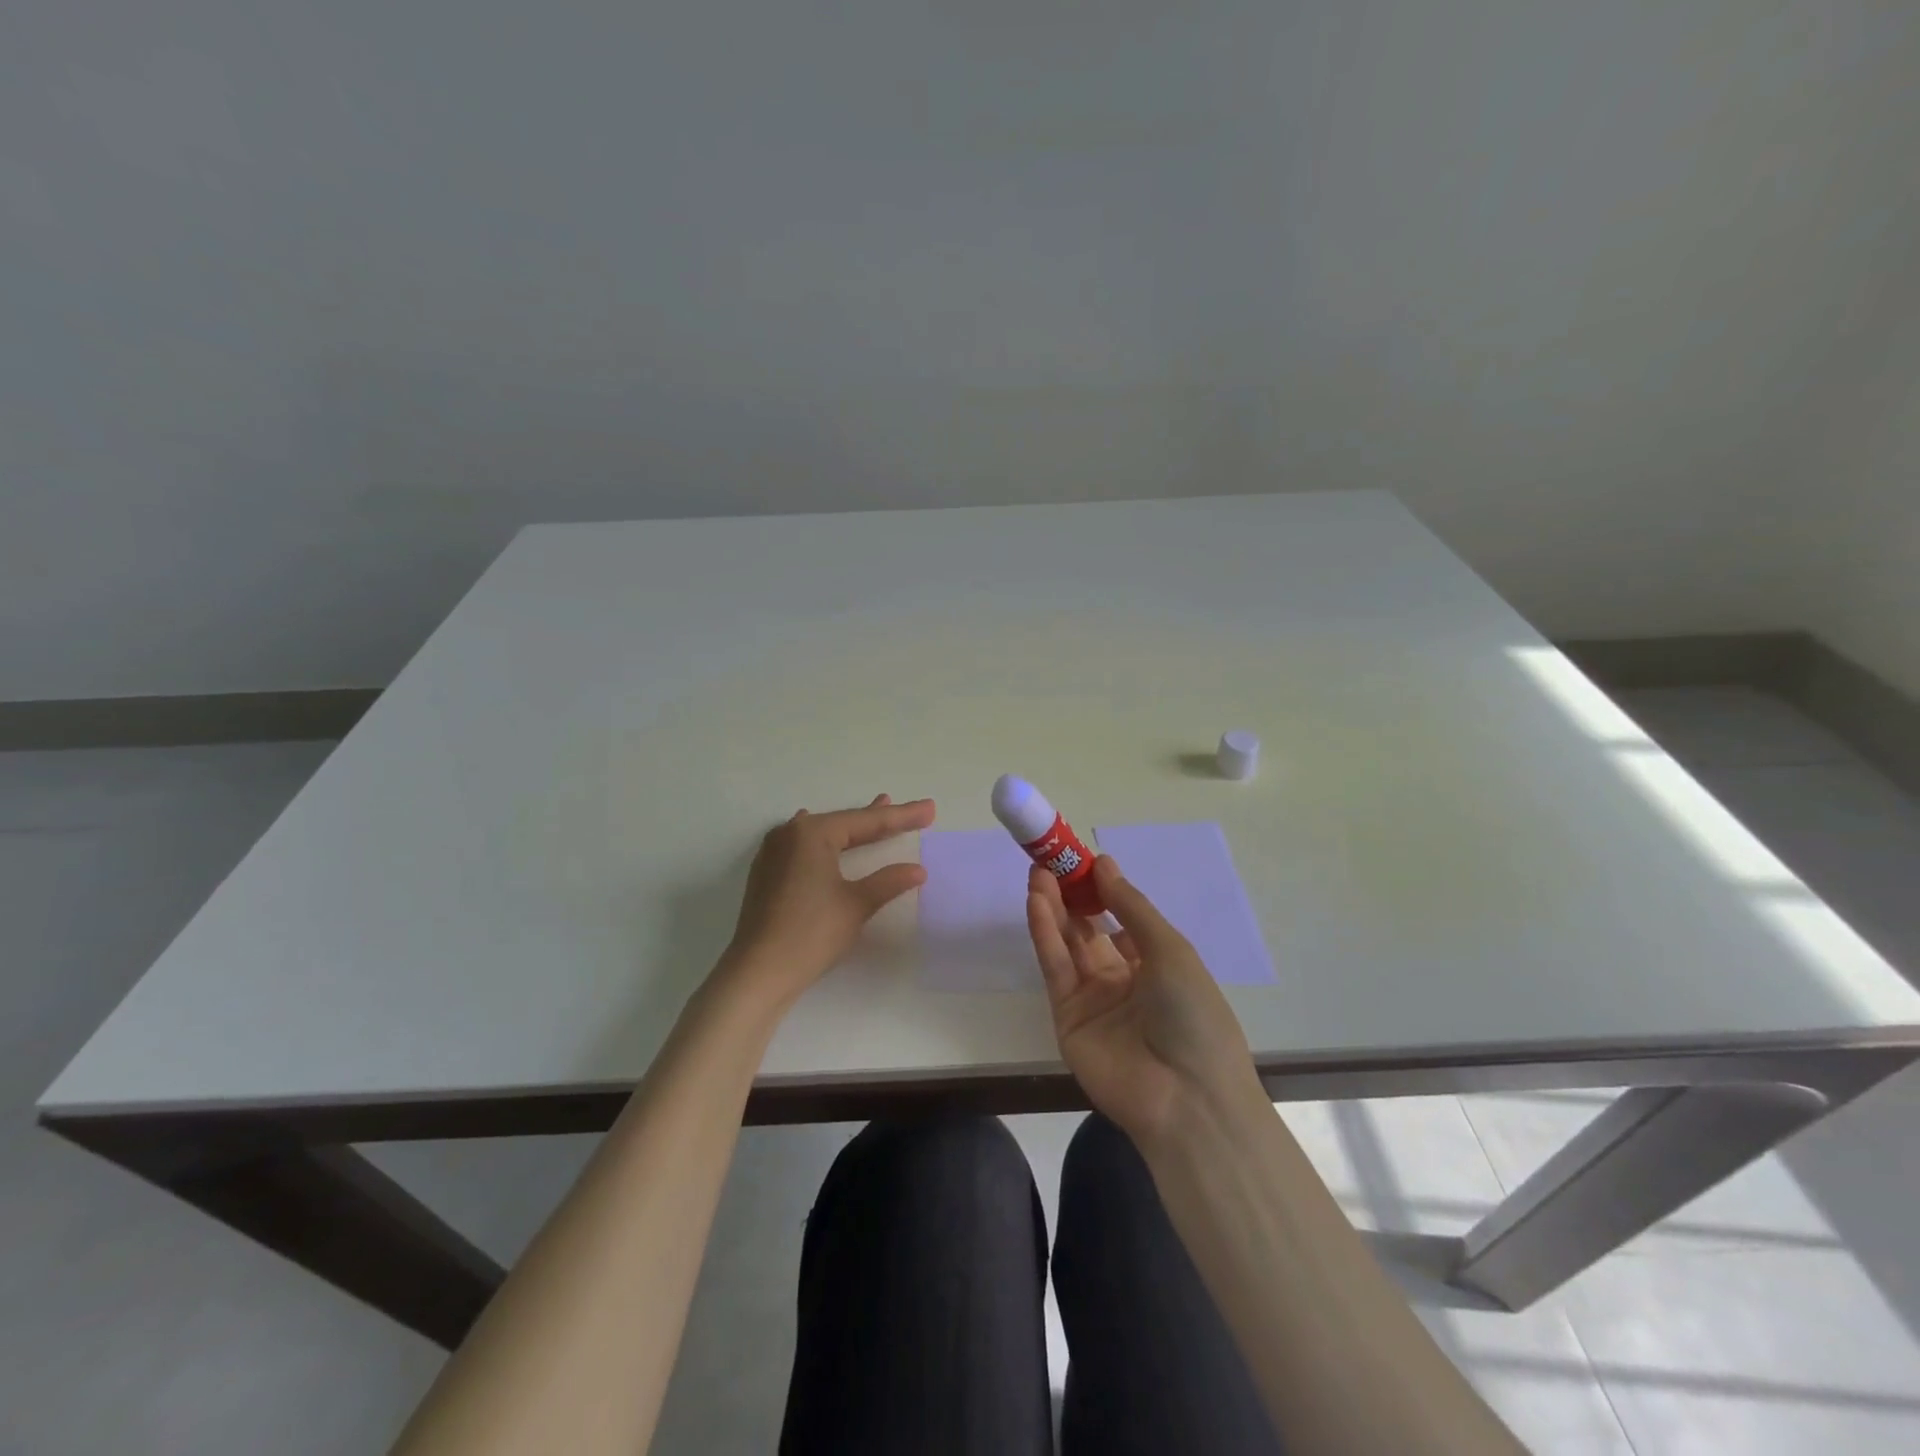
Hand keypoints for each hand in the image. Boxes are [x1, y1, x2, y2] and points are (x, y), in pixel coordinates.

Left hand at [720, 794, 934, 1007]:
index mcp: (811, 833)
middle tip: (911, 812)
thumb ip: (888, 881)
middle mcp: (789, 834)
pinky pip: (806, 848)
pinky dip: (828, 844)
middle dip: (878, 820)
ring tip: (876, 814)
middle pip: (843, 824)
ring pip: (823, 835)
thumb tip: (917, 869)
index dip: (901, 816)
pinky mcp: (767, 874)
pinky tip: (829, 838)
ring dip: (851, 830)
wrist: (758, 973)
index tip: (930, 809)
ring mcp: (773, 853)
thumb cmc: (811, 933)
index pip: (866, 822)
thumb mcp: (856, 904)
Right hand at [1026, 856, 1263, 1146]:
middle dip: (1072, 896)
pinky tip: (1037, 903)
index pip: (1122, 921)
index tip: (1084, 861)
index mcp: (1157, 966)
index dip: (1103, 891)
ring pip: (1068, 946)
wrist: (1188, 1098)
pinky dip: (1045, 934)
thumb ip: (1131, 907)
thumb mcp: (1170, 950)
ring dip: (1053, 909)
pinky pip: (1056, 969)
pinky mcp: (1067, 1019)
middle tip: (1051, 862)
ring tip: (1038, 874)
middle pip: (1089, 930)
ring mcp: (1094, 1001)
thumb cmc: (1193, 1014)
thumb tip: (1105, 863)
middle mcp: (1123, 981)